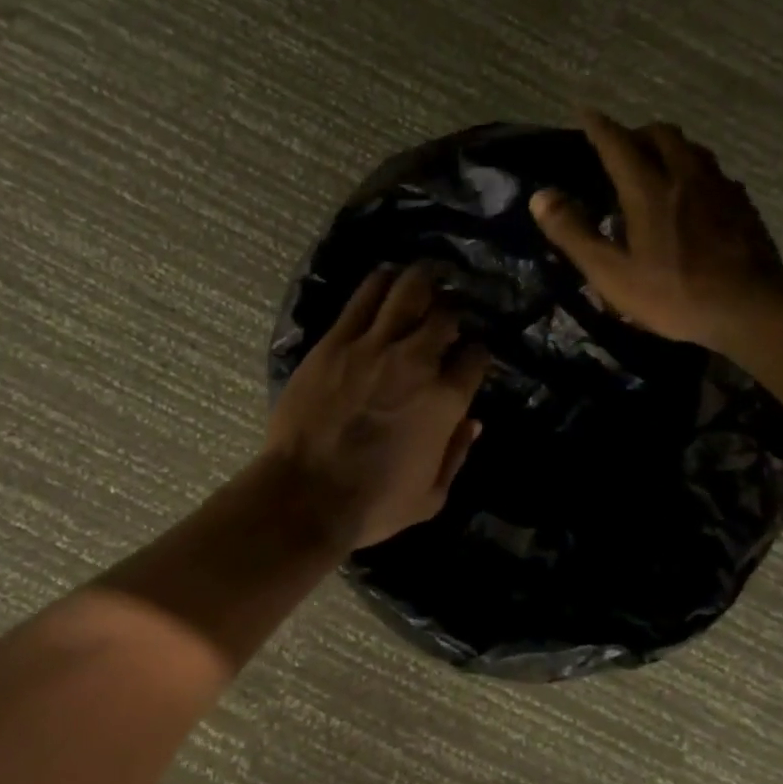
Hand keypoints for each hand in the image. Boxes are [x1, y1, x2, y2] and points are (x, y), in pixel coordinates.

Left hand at [266, 265, 490, 547]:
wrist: (305, 496)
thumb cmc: (372, 506)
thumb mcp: (431, 497)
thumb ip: (457, 454)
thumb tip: (474, 422)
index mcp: (445, 401)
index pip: (475, 357)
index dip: (477, 354)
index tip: (469, 357)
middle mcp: (416, 363)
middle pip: (447, 316)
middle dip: (453, 313)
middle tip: (448, 315)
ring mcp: (373, 347)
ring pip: (408, 292)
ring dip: (423, 282)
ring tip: (426, 279)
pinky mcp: (335, 342)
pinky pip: (363, 298)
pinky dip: (381, 282)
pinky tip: (387, 277)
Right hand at [529, 110, 782, 351]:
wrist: (749, 308)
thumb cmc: (672, 294)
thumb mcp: (611, 273)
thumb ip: (574, 233)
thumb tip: (542, 196)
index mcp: (649, 190)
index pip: (618, 144)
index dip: (598, 127)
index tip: (585, 112)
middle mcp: (686, 177)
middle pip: (661, 135)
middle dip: (636, 133)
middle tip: (619, 147)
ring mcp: (720, 188)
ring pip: (691, 149)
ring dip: (667, 147)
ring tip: (653, 166)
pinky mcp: (742, 205)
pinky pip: (712, 172)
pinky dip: (692, 171)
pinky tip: (690, 196)